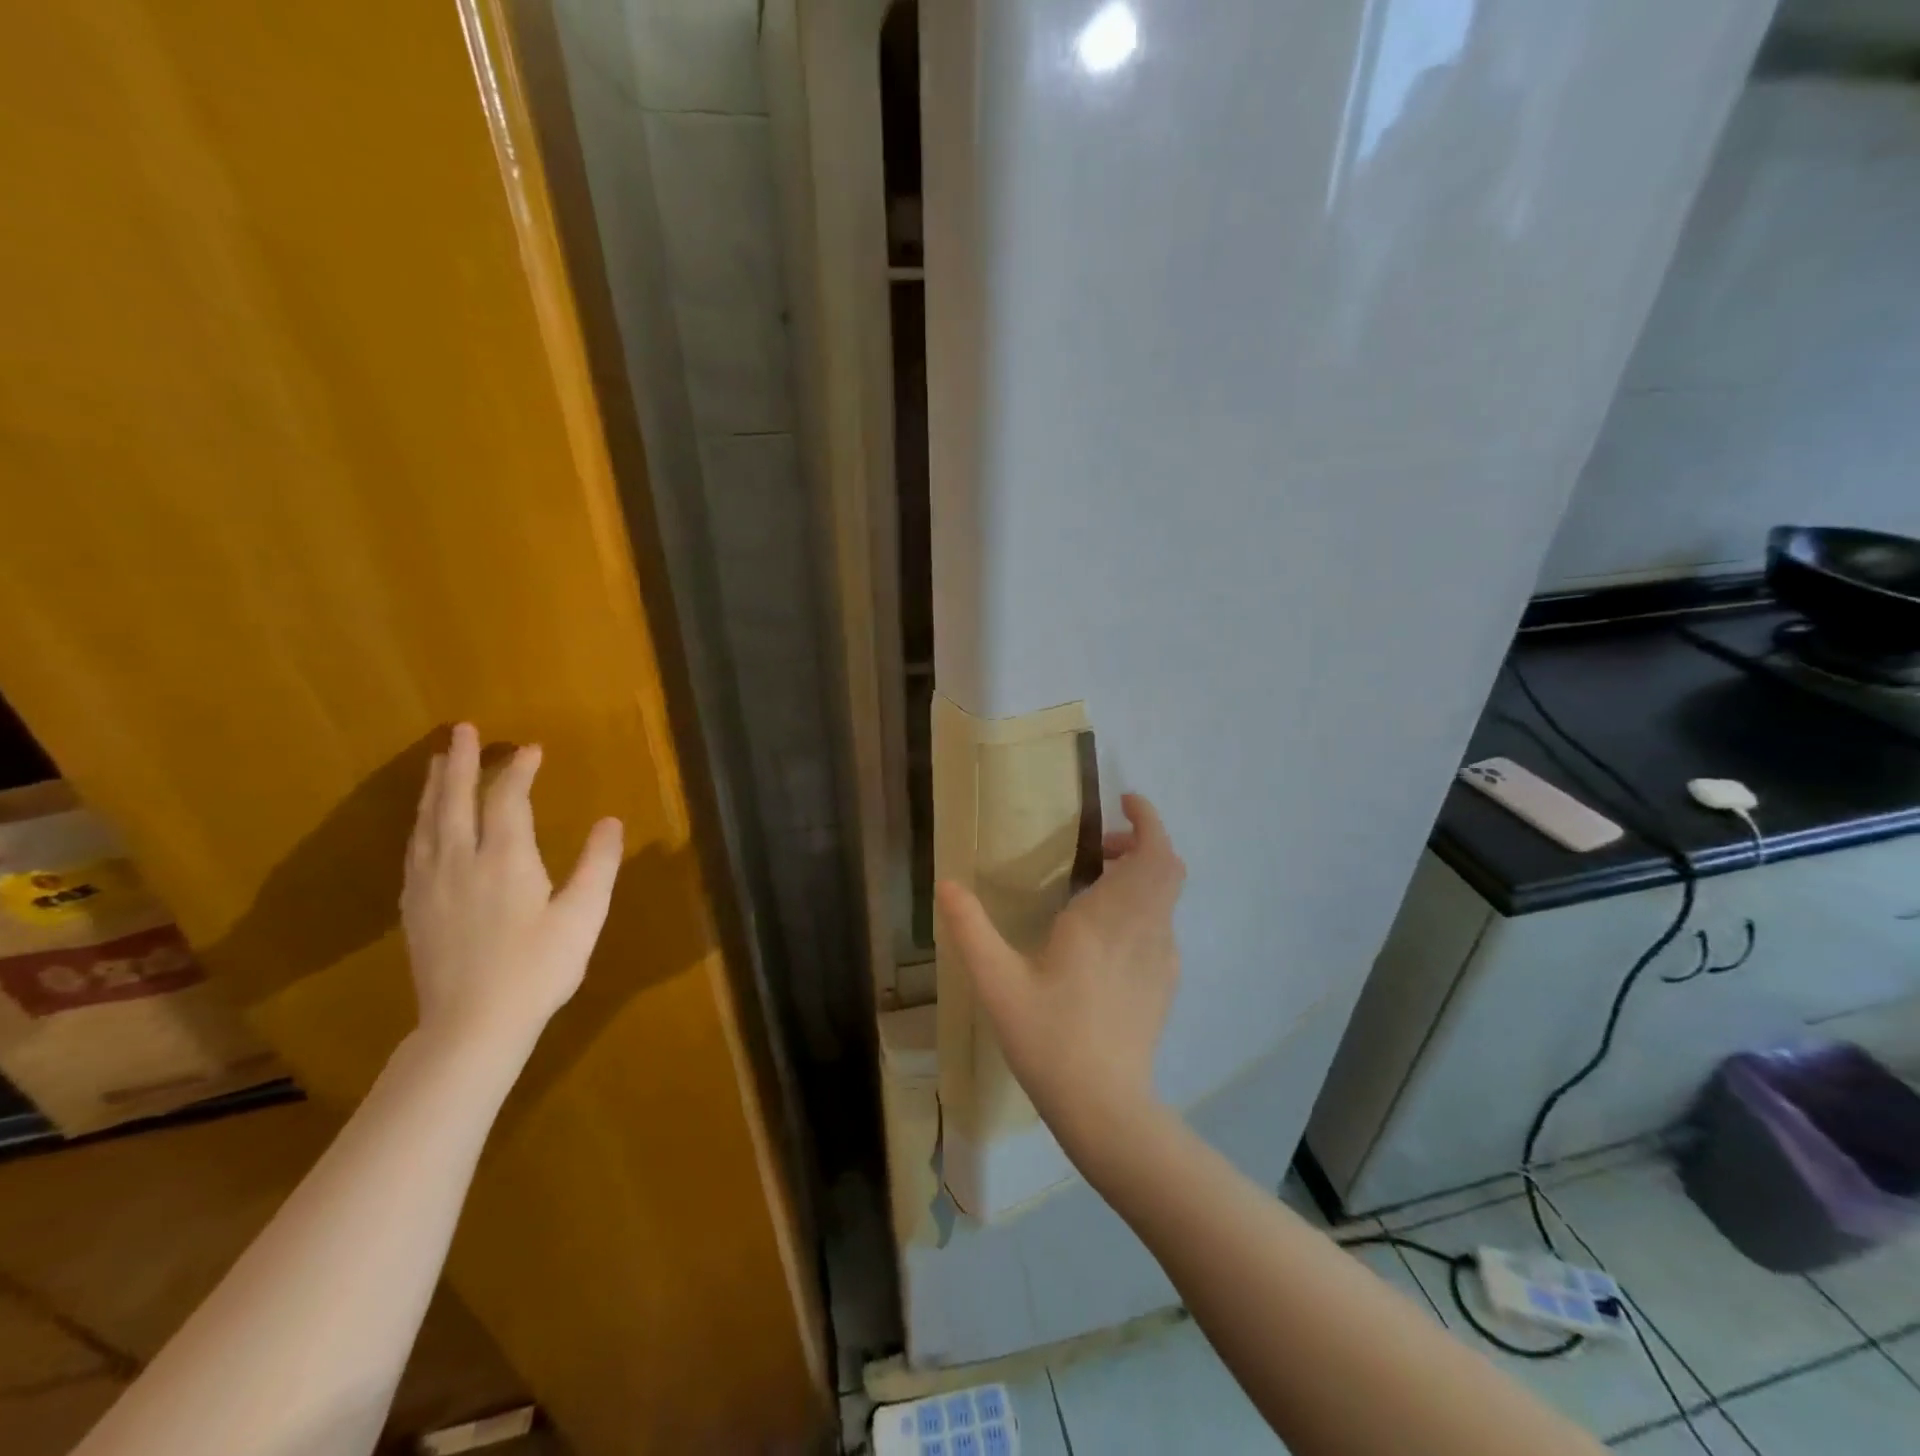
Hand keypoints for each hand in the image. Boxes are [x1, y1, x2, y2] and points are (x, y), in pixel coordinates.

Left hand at [401, 723, 623, 1048]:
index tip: (531, 748)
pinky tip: (423, 822)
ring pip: (428, 822)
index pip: (508, 800)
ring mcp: (430, 884)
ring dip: (436, 787)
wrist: (471, 1026)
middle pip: (456, 800)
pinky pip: (414, 849)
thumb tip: (610, 821)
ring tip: (440, 761)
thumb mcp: (583, 917)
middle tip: (462, 729)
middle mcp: (461, 861)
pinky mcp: (414, 907)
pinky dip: (420, 822)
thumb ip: (598, 865)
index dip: (519, 771)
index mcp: (505, 859)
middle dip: (462, 762)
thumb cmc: (538, 969)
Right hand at [936, 793, 1185, 1164]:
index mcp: (1110, 917)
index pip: (1153, 852)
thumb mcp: (997, 982)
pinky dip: (1143, 907)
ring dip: (1142, 875)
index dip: (1147, 819)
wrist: (1105, 1107)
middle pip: (1168, 867)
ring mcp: (1162, 958)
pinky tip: (1106, 934)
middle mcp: (1145, 929)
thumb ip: (970, 929)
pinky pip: (1162, 926)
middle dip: (1143, 843)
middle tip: (1100, 847)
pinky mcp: (1165, 983)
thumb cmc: (1049, 1037)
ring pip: (1167, 897)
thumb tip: (946, 883)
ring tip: (1096, 884)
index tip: (1125, 802)